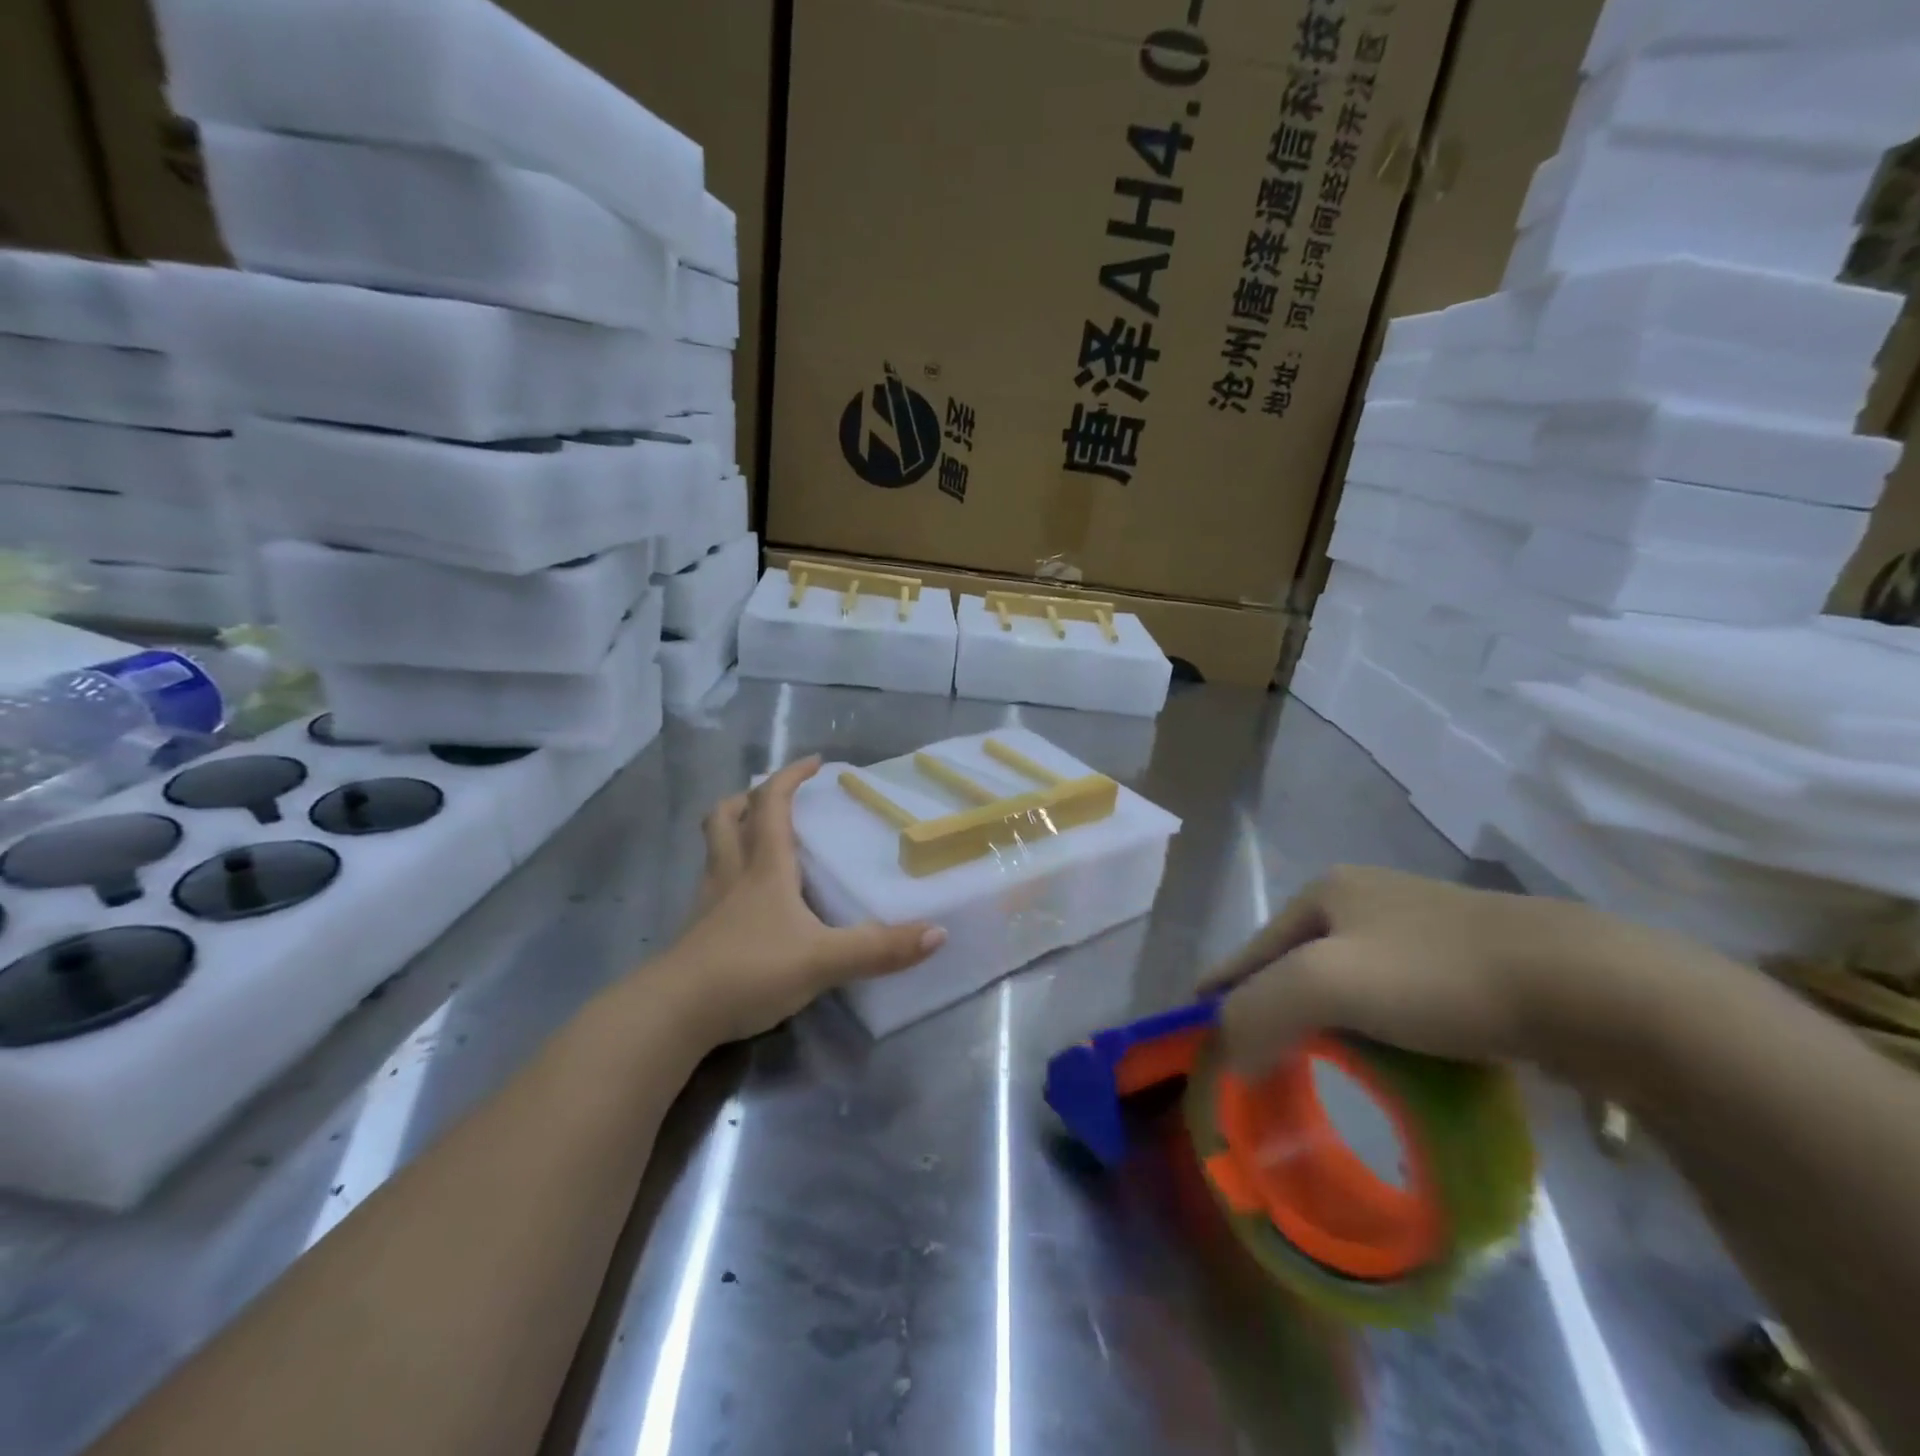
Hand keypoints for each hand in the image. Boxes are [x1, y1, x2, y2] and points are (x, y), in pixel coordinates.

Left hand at [669, 757, 946, 1043]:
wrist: (673, 1014)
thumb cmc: (750, 970)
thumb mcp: (823, 960)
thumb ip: (879, 948)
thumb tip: (938, 933)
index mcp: (764, 867)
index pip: (772, 804)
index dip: (791, 777)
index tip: (814, 762)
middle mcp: (732, 875)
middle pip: (726, 817)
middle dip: (749, 797)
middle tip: (774, 797)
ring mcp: (708, 904)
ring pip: (714, 849)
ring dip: (733, 830)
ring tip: (760, 838)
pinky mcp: (697, 933)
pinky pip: (712, 885)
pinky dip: (729, 873)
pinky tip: (747, 900)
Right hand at [1200, 865, 1636, 1076]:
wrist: (1590, 988)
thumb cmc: (1439, 976)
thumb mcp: (1327, 984)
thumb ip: (1258, 1011)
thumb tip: (1226, 1052)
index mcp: (1327, 892)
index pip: (1252, 948)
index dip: (1222, 989)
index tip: (1199, 1030)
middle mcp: (1367, 899)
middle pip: (1297, 965)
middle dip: (1273, 1008)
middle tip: (1257, 1060)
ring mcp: (1421, 928)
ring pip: (1347, 984)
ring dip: (1324, 1025)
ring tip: (1312, 1068)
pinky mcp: (1468, 962)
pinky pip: (1395, 1001)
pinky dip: (1374, 1032)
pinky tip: (1384, 1061)